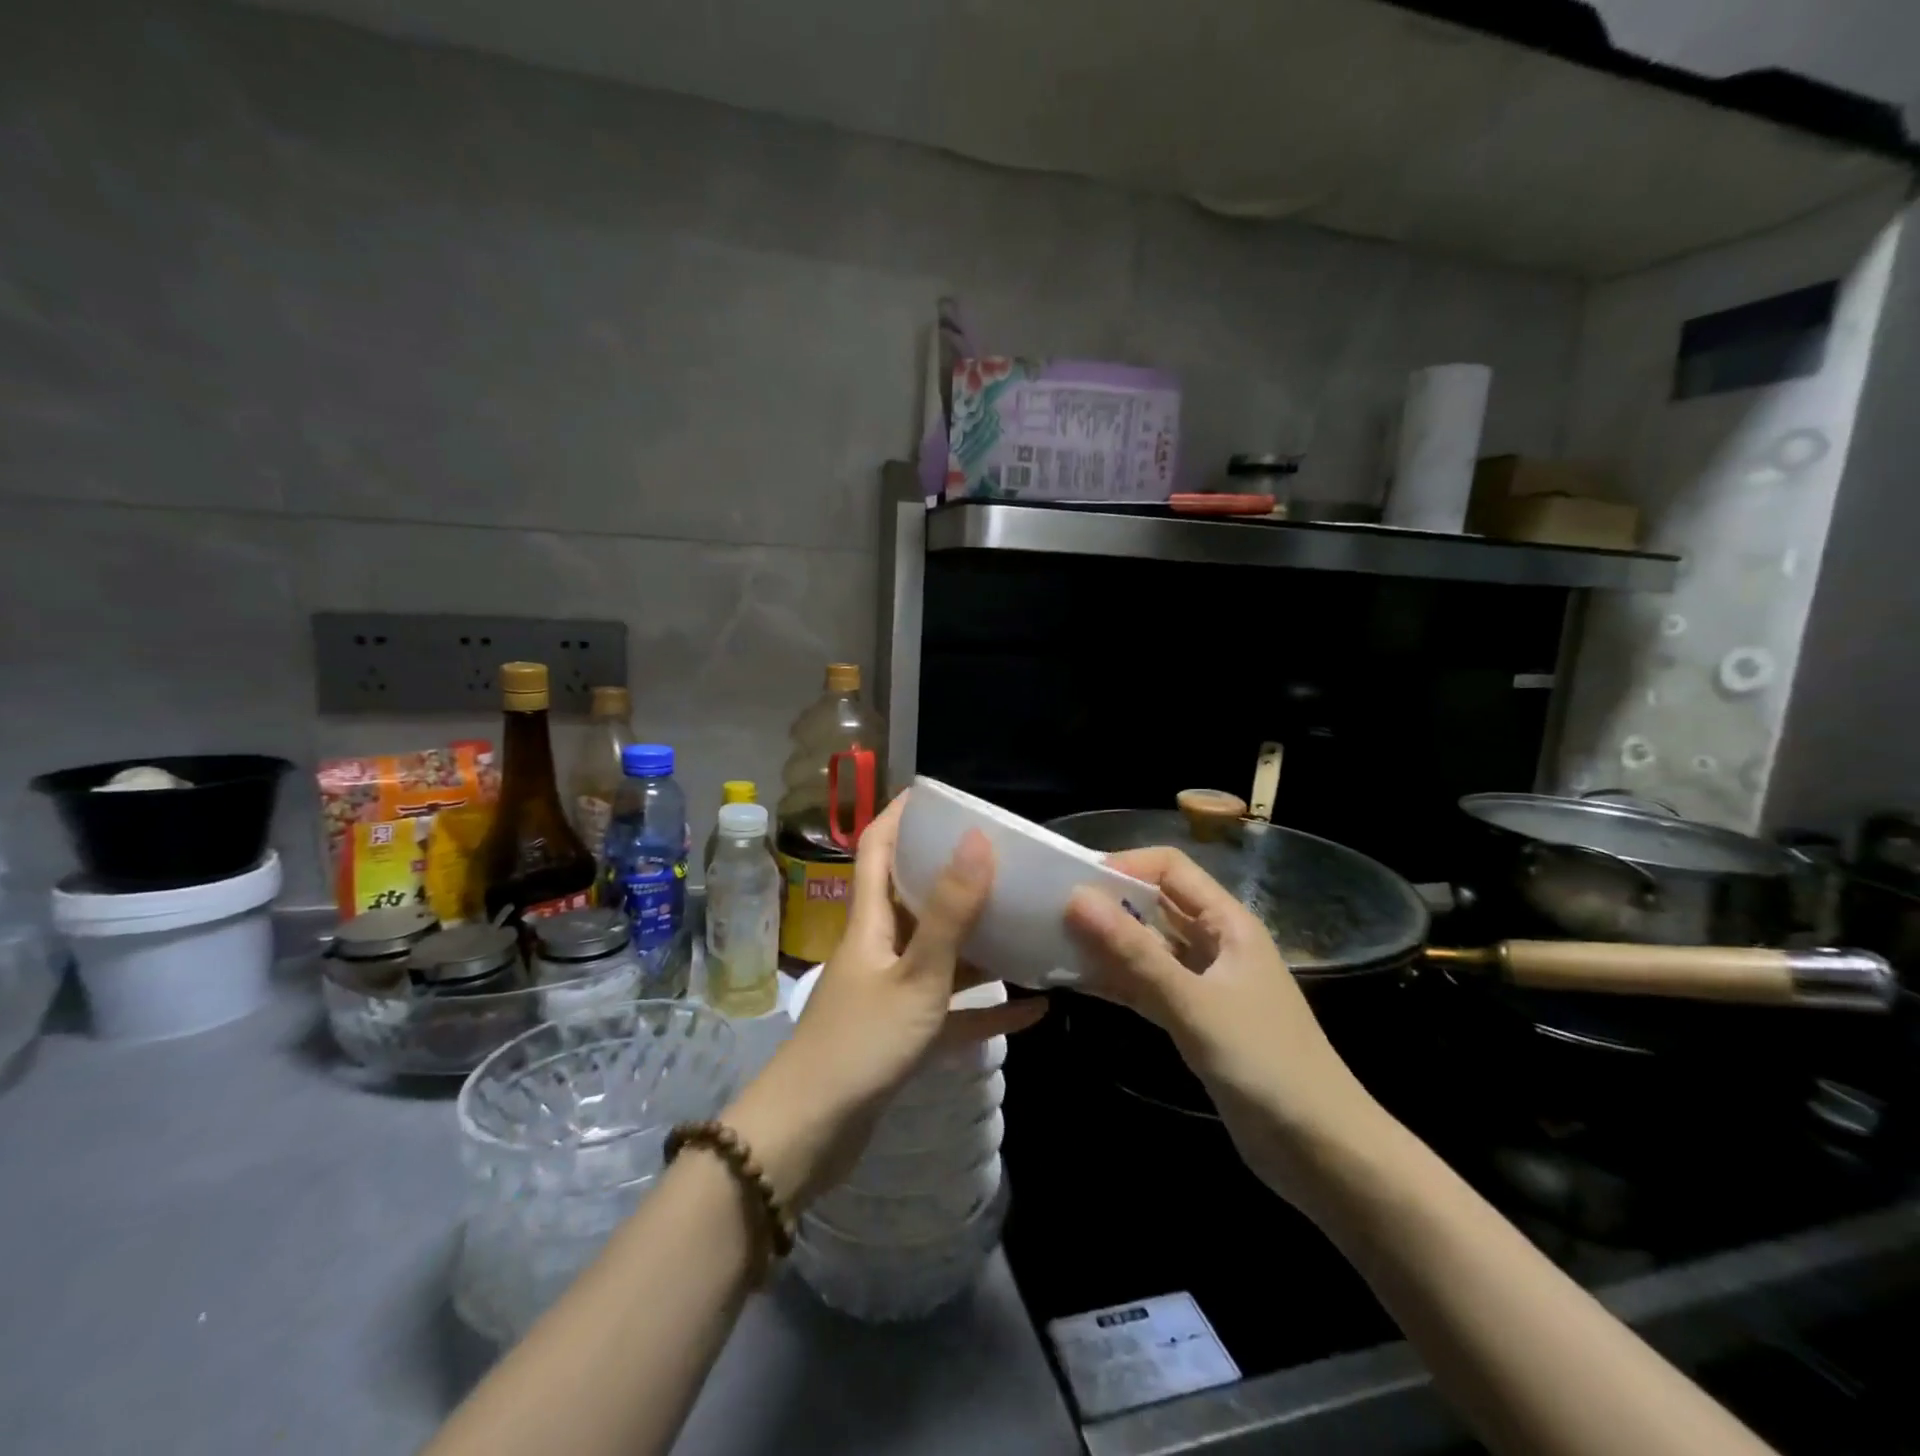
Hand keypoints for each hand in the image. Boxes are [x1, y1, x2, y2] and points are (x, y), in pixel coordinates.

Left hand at [725, 793, 1044, 1209]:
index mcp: (870, 921)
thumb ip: (950, 913)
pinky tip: (1034, 1009)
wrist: (810, 1135)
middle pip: (913, 896)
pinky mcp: (903, 1034)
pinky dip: (988, 1008)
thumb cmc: (860, 1043)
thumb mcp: (915, 975)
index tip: (936, 794)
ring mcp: (891, 992)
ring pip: (939, 953)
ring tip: (1025, 922)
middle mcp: (878, 947)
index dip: (900, 815)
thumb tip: (976, 840)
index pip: (876, 848)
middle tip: (1001, 857)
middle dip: (952, 872)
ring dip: (979, 941)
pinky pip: (953, 1010)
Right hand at [1064, 846, 1380, 1208]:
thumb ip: (1134, 954)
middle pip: (1156, 904)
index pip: (1170, 868)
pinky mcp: (1197, 1019)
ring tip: (1053, 943)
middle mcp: (1216, 943)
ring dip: (1108, 944)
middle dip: (1108, 903)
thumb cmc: (1266, 1066)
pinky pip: (1149, 985)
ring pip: (1149, 947)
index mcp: (1228, 923)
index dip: (1124, 865)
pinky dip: (1118, 981)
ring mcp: (1206, 983)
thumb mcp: (1195, 1005)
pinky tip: (1077, 982)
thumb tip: (1076, 898)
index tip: (1073, 882)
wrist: (1324, 1154)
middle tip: (1051, 912)